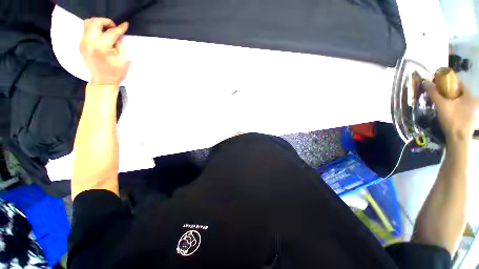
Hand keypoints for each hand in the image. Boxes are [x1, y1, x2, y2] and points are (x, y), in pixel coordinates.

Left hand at [80, 18, 130, 85]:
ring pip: (88, 24)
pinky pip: (86, 31)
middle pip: (95, 22)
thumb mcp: (124, 60)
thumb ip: (121, 45)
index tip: (126, 25)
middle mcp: (89, 42)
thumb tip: (117, 38)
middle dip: (106, 22)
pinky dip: (94, 30)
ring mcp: (83, 43)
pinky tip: (101, 37)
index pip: (111, 32)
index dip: (120, 28)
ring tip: (107, 30)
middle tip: (114, 27)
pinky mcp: (81, 45)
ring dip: (99, 24)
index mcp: (101, 46)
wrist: (102, 81)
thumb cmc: (116, 73)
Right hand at [424, 80, 478, 144]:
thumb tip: (425, 81)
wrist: (458, 139)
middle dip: (451, 93)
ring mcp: (474, 110)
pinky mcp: (472, 118)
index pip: (460, 83)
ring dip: (454, 101)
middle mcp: (475, 101)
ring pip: (462, 101)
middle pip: (461, 92)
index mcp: (470, 95)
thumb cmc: (452, 120)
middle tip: (441, 97)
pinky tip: (451, 113)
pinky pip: (464, 108)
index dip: (450, 83)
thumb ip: (434, 93)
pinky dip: (457, 108)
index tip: (441, 86)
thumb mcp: (441, 105)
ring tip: (444, 105)